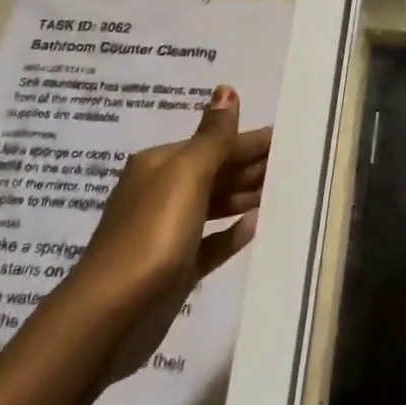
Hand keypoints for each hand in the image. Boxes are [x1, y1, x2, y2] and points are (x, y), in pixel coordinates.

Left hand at [69, 85, 269, 376]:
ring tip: (282, 192)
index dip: (250, 141)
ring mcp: (167, 232)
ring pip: (214, 205)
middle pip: (215, 172)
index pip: (215, 144)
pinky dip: (231, 233)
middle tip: (294, 165)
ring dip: (245, 196)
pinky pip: (210, 243)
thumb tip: (226, 89)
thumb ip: (213, 137)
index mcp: (160, 165)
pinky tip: (254, 228)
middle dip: (250, 166)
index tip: (288, 138)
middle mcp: (161, 193)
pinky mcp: (175, 268)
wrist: (111, 315)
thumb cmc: (152, 235)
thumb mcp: (186, 176)